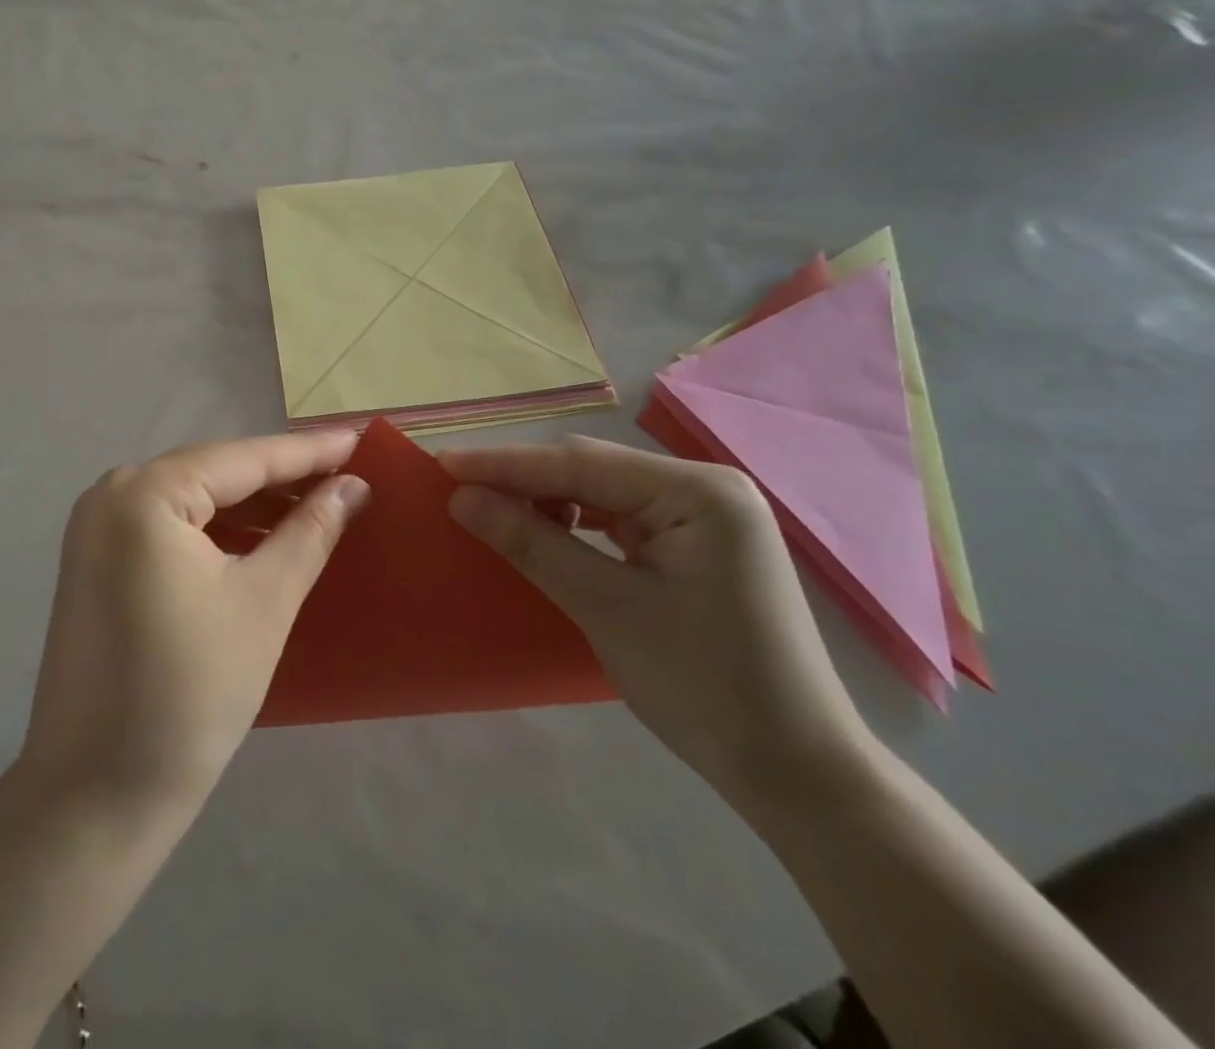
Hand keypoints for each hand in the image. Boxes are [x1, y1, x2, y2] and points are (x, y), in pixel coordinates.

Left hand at [22, 432, 370, 810]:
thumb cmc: (191, 692)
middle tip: (347, 475)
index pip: (243, 459)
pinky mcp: (96, 564)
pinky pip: (169, 528)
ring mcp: (96, 530)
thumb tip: (352, 485)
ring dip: (252, 505)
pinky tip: (261, 539)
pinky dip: (217, 531)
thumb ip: (311, 530)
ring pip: (193, 500)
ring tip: (316, 507)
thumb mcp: (265, 602)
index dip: (308, 451)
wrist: (96, 796)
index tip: (360, 439)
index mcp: (145, 493)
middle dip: (281, 476)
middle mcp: (111, 495)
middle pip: (215, 473)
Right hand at [441, 437, 870, 805]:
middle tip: (456, 487)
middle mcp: (704, 489)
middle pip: (592, 471)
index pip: (579, 464)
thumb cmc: (704, 685)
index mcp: (698, 490)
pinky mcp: (695, 547)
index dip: (504, 464)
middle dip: (522, 479)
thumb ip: (531, 543)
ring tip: (491, 510)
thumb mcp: (605, 608)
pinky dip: (575, 524)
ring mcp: (703, 518)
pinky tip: (544, 532)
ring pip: (602, 493)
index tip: (442, 464)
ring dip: (546, 500)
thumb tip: (461, 499)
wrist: (795, 773)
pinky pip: (619, 520)